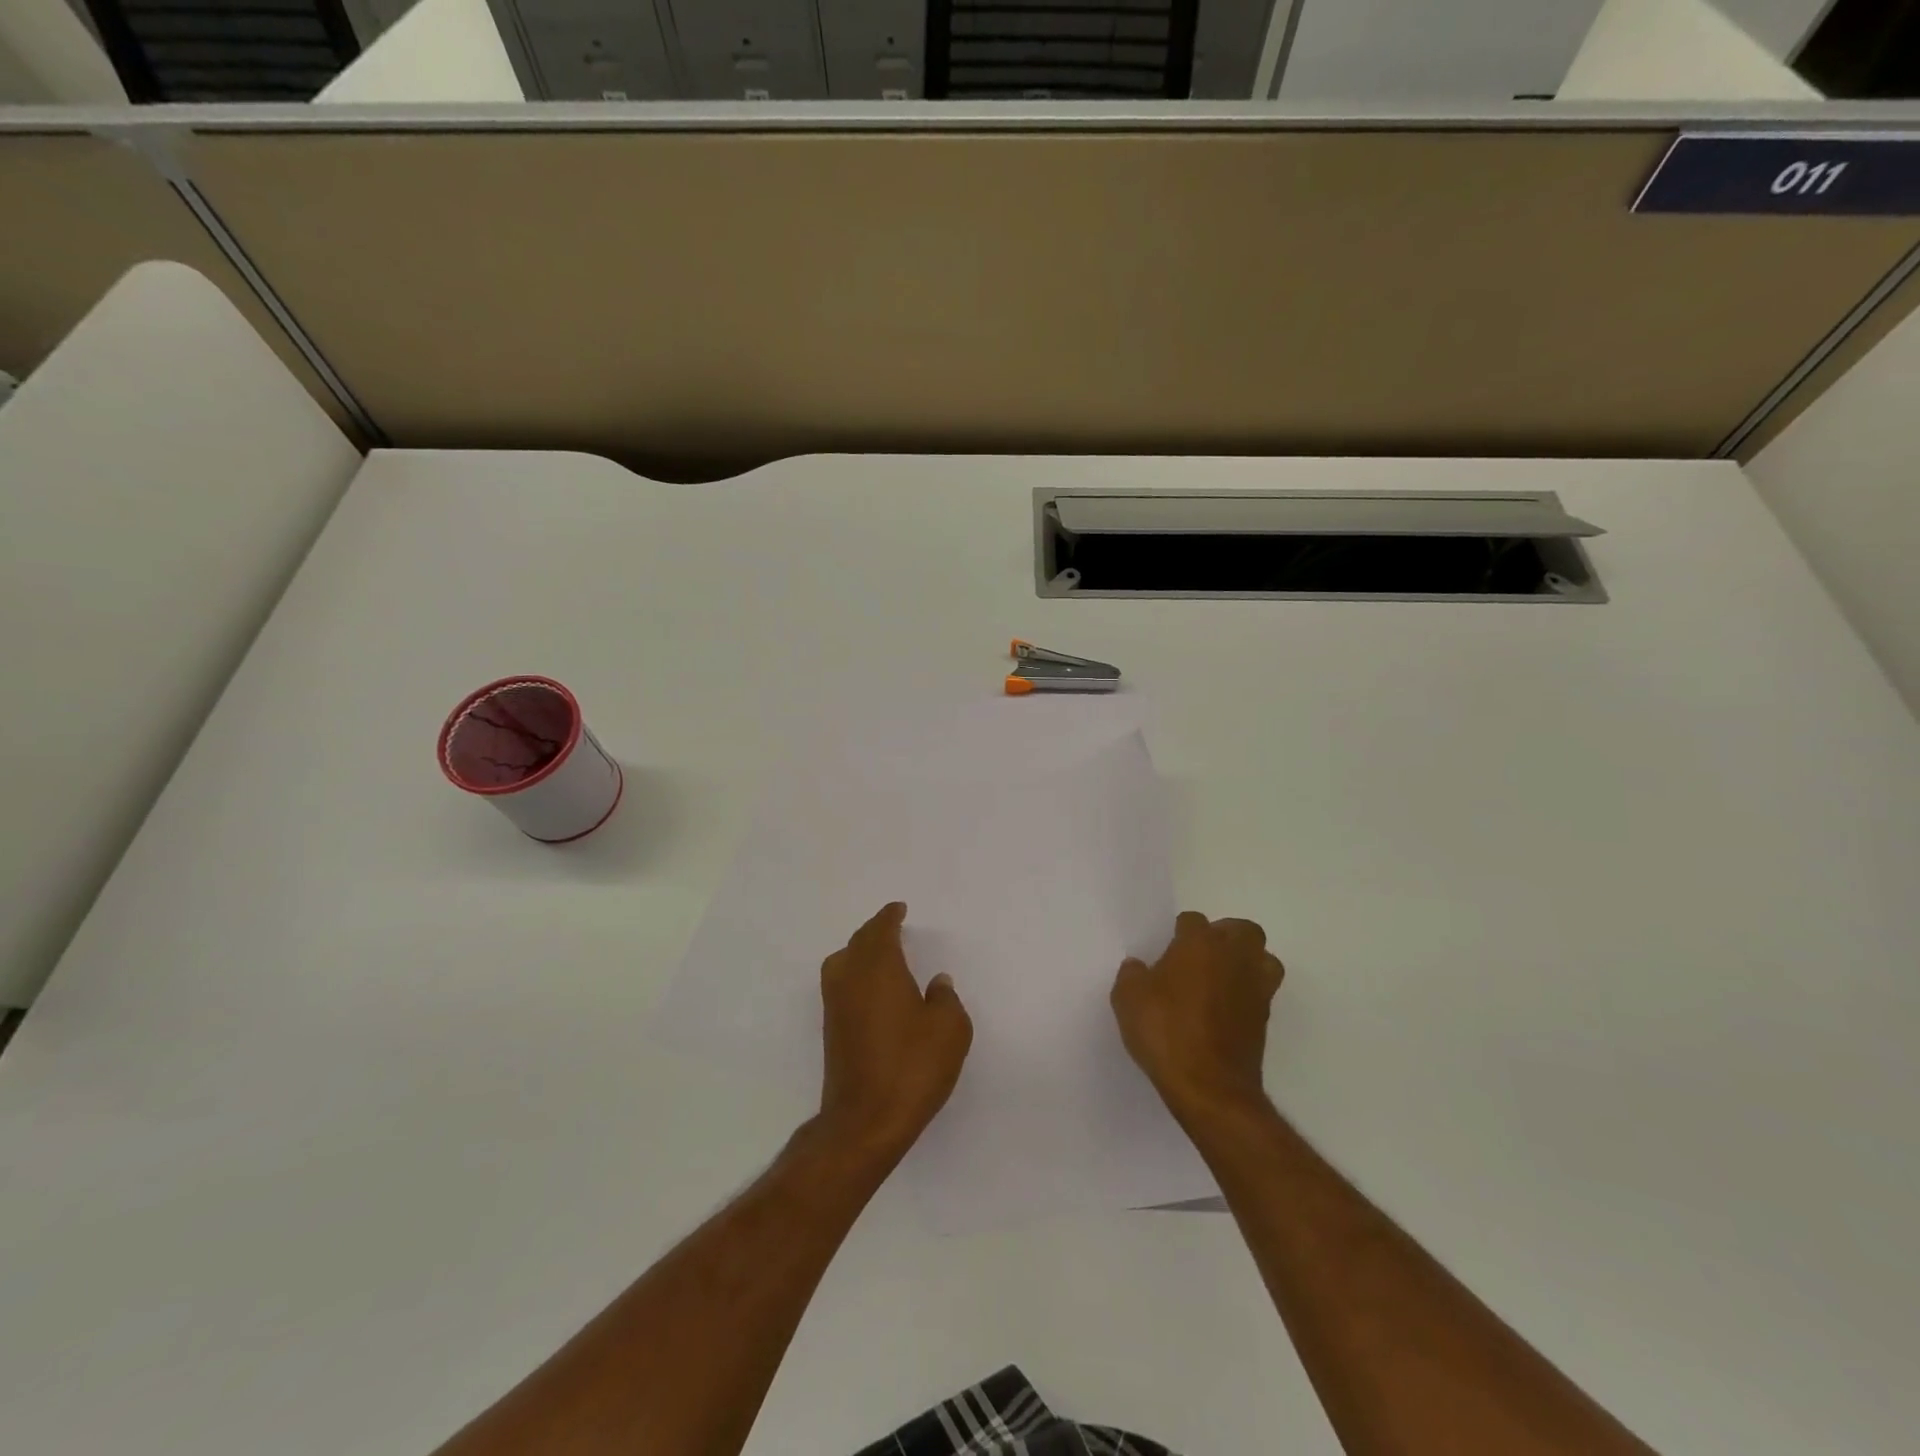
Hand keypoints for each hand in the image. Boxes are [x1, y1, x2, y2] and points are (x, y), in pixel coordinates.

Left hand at [817, 902, 972, 1164]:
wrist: (864, 1121)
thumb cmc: (912, 1067)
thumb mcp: (949, 1029)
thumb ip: (945, 999)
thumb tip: (936, 983)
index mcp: (878, 968)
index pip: (880, 930)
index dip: (889, 917)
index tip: (898, 909)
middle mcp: (850, 978)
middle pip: (858, 943)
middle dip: (874, 932)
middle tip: (891, 927)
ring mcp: (835, 1006)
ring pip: (843, 963)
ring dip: (860, 952)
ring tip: (880, 955)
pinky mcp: (832, 1031)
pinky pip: (841, 985)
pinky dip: (855, 976)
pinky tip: (872, 991)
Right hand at [1112, 912, 1284, 1124]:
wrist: (1210, 1087)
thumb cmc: (1166, 1032)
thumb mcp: (1127, 999)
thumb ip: (1132, 974)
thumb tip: (1139, 967)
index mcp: (1199, 944)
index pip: (1193, 921)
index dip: (1179, 933)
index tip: (1167, 950)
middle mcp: (1234, 957)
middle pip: (1242, 930)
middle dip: (1224, 936)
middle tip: (1201, 956)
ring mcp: (1256, 988)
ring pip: (1263, 958)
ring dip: (1246, 962)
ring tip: (1221, 978)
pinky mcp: (1266, 1018)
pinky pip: (1261, 991)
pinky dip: (1248, 992)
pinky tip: (1225, 1008)